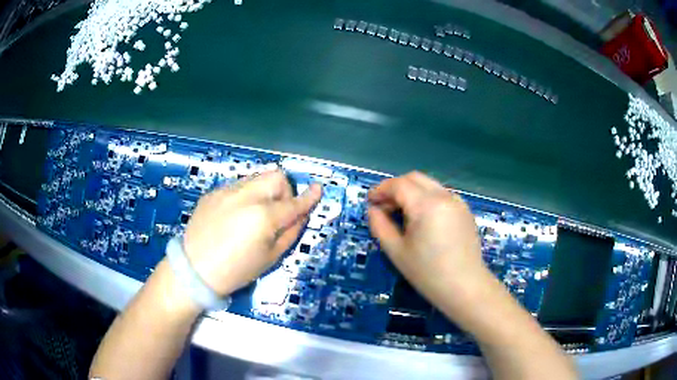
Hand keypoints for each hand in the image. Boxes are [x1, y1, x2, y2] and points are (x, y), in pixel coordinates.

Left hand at [182, 170, 321, 295]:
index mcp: (263, 217)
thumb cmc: (236, 271)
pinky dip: (244, 196)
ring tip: (254, 213)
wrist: (194, 270)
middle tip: (277, 211)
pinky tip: (234, 216)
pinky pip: (237, 186)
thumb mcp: (270, 258)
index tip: (318, 189)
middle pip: (275, 176)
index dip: (309, 197)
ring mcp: (226, 192)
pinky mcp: (213, 193)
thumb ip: (290, 233)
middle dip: (283, 190)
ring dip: (263, 191)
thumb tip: (301, 215)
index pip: (293, 203)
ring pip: (256, 178)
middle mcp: (246, 196)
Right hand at [368, 171, 487, 310]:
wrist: (465, 287)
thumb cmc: (428, 273)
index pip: (398, 185)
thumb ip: (380, 226)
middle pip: (414, 178)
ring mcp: (457, 201)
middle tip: (384, 207)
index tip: (369, 201)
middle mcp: (444, 195)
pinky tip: (423, 219)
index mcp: (426, 204)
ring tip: (402, 214)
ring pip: (429, 184)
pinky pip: (441, 195)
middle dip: (395, 187)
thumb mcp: (396, 251)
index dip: (380, 190)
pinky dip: (427, 198)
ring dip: (411, 192)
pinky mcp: (465, 210)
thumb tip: (373, 209)